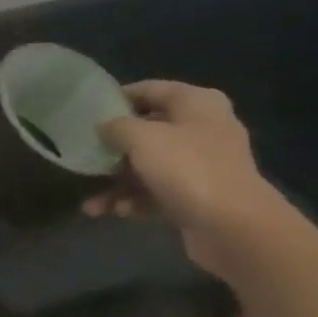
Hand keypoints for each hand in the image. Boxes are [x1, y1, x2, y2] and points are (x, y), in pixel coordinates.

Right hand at [84, 80, 298, 279]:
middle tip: (85, 154)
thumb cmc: (187, 168)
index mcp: (196, 104)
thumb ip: (116, 126)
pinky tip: (112, 213)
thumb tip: (104, 125)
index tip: (88, 111)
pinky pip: (157, 193)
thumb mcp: (142, 138)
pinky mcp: (197, 197)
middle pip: (149, 130)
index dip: (119, 97)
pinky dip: (134, 201)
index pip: (151, 89)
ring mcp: (201, 166)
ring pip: (149, 166)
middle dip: (115, 147)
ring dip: (119, 183)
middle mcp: (202, 129)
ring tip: (91, 203)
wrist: (232, 226)